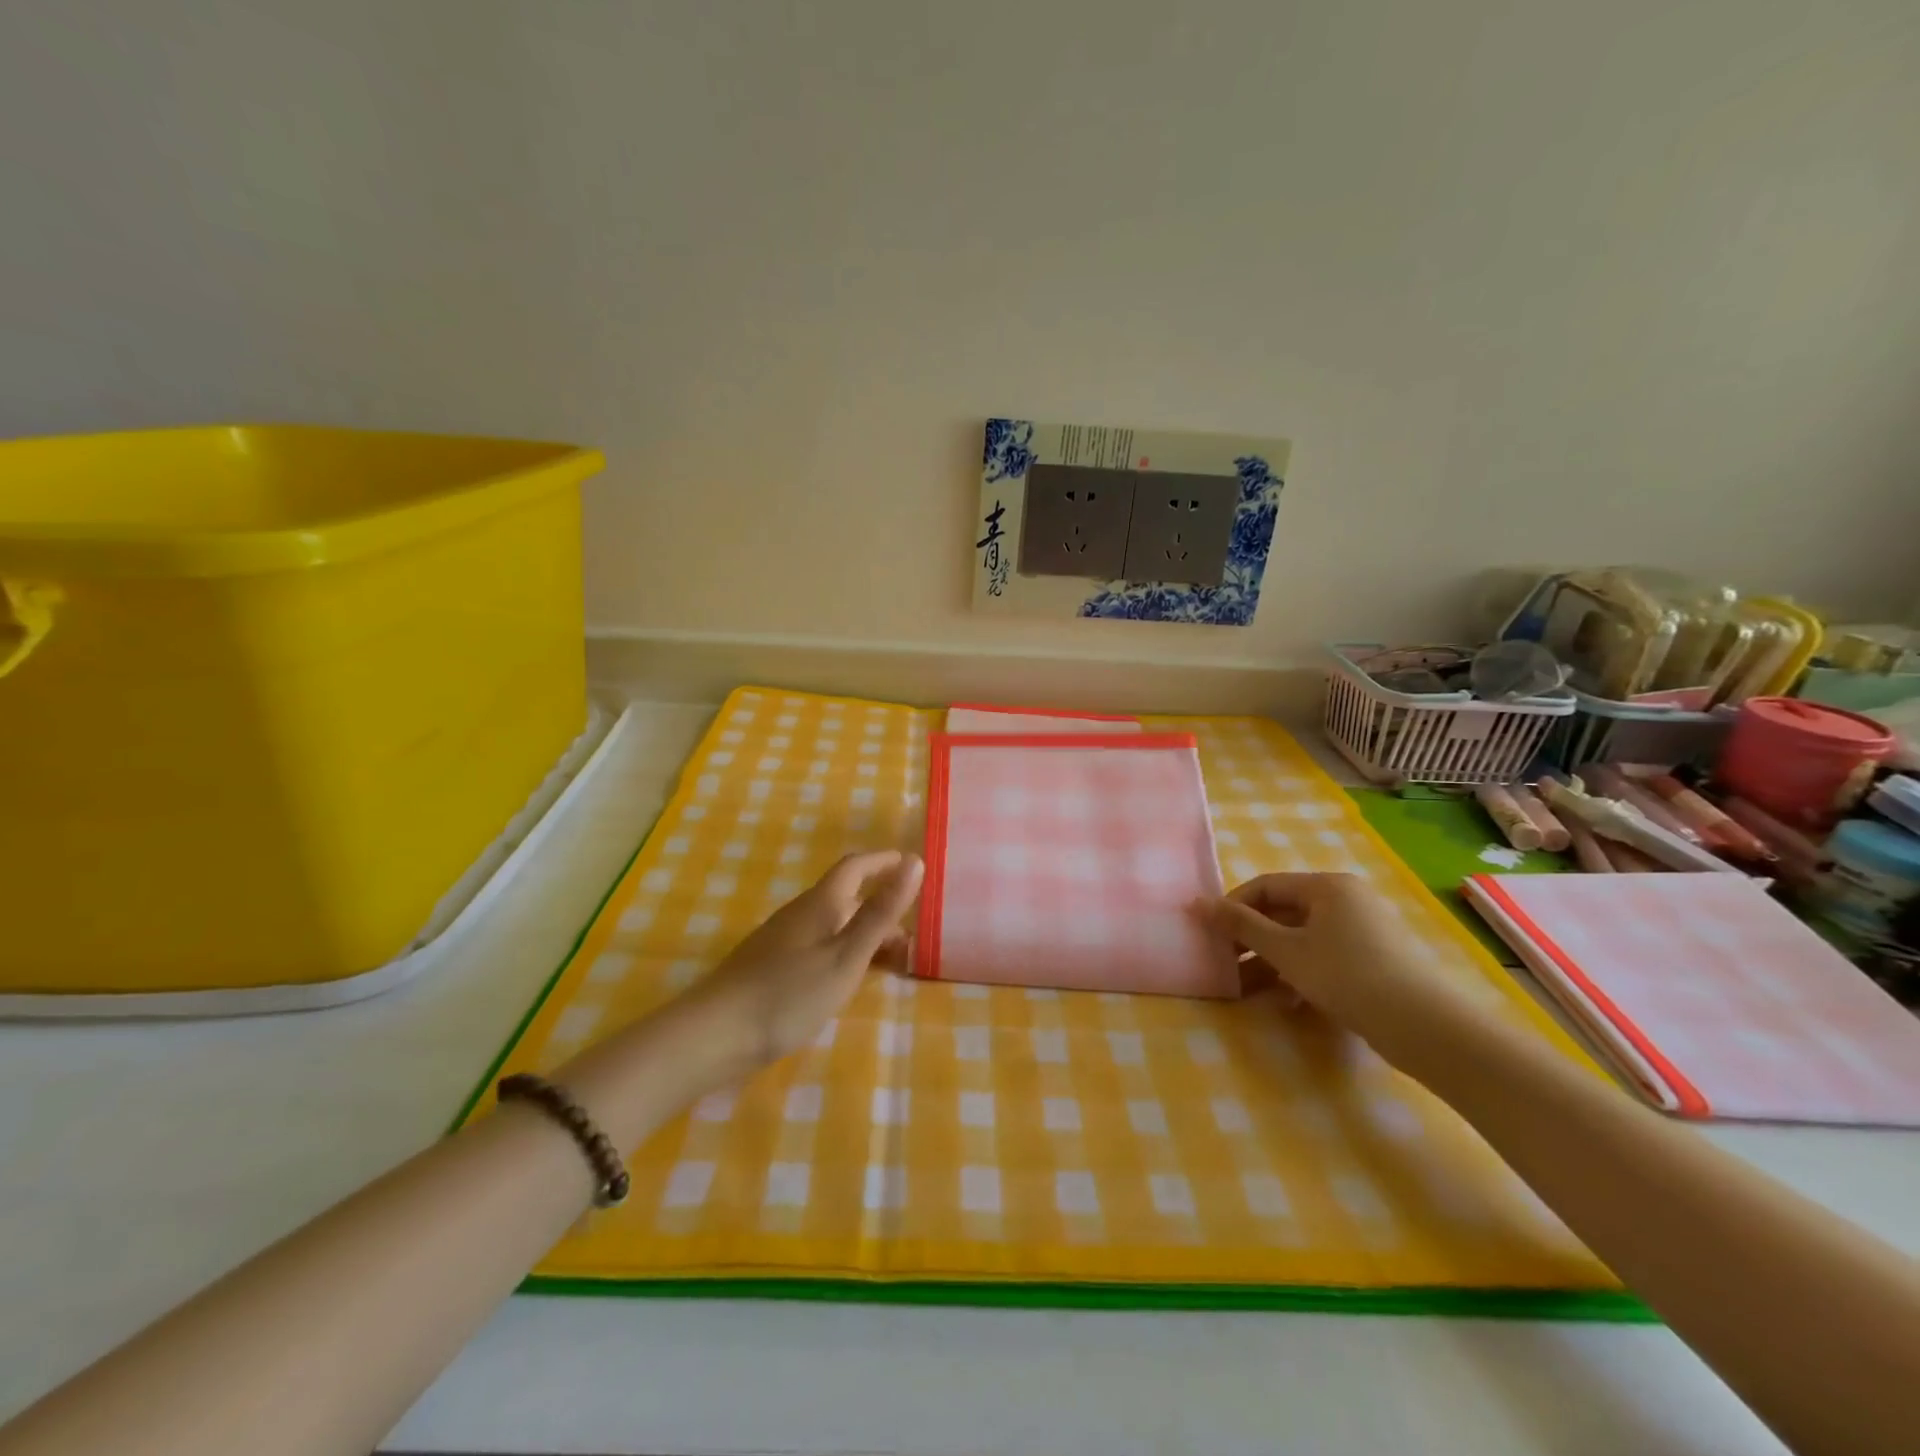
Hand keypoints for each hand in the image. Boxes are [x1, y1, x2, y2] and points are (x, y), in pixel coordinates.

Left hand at [679, 850, 924, 1067]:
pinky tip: (848, 980)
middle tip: (914, 932)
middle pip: (847, 897)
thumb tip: (914, 862)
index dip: (884, 861)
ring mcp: (783, 940)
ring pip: (833, 924)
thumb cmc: (789, 994)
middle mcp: (800, 913)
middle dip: (881, 906)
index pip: (856, 866)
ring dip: (865, 933)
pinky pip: (820, 944)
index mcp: (820, 903)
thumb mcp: (846, 956)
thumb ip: (881, 912)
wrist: (714, 1035)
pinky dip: (844, 951)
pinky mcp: (772, 965)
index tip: (912, 865)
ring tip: (891, 962)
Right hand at [1200, 873, 1474, 1067]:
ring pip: (1302, 939)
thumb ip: (1241, 926)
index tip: (1210, 935)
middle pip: (1283, 912)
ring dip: (1271, 961)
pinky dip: (1299, 974)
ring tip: (1245, 989)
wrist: (1426, 1027)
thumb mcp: (1286, 951)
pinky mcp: (1374, 960)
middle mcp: (1346, 900)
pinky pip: (1324, 957)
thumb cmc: (1347, 976)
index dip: (1233, 907)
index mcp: (1327, 886)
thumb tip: (1197, 903)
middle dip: (1251, 939)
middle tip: (1223, 963)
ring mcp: (1363, 930)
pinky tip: (1285, 1002)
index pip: (1265, 886)